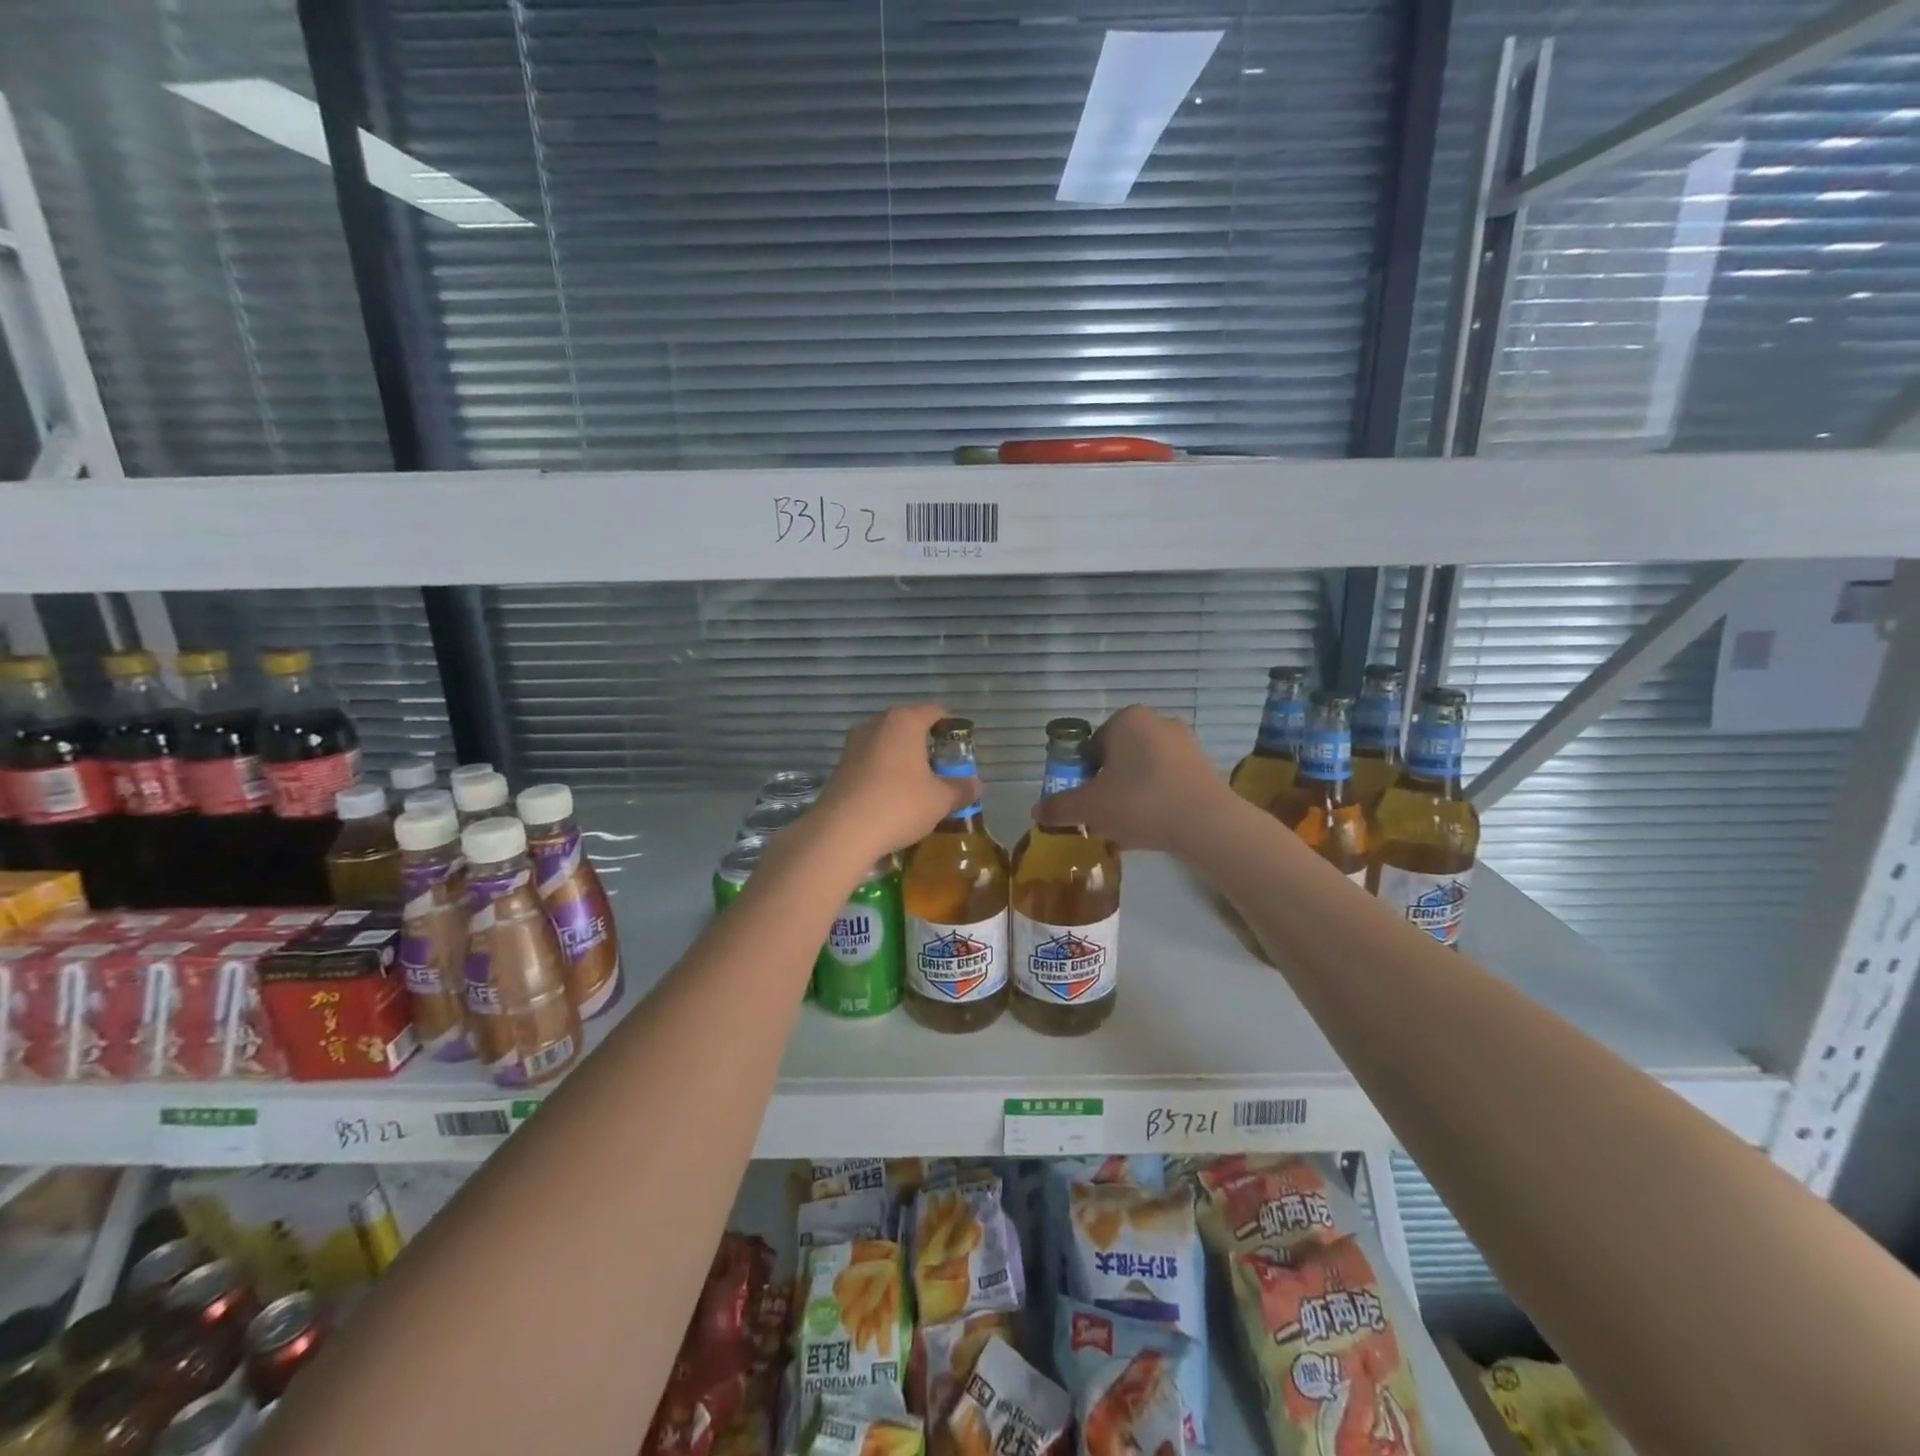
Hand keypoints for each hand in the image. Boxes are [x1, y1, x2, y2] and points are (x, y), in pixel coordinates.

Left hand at [812, 704, 976, 860]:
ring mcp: (854, 743)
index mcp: (904, 721)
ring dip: (904, 759)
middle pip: (910, 725)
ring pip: (888, 743)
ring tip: (918, 786)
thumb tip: (976, 785)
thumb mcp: (940, 800)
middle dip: (927, 745)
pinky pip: (871, 760)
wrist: (842, 832)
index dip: (952, 728)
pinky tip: (892, 797)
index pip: (936, 711)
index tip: (961, 751)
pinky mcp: (840, 765)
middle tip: (942, 770)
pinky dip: (885, 772)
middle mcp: (877, 724)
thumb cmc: (899, 805)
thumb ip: (961, 789)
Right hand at [1033, 705, 1236, 852]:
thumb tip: (1036, 812)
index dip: (1084, 774)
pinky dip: (1157, 798)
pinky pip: (1168, 780)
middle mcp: (1157, 722)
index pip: (1093, 745)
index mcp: (1127, 719)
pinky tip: (1153, 827)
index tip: (1086, 800)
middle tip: (1104, 814)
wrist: (1207, 824)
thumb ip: (1060, 806)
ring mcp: (1186, 743)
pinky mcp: (1205, 766)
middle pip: (1119, 756)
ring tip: (1128, 826)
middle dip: (1109, 784)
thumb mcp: (1090, 807)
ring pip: (1144, 769)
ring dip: (1132, 793)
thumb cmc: (1140, 802)